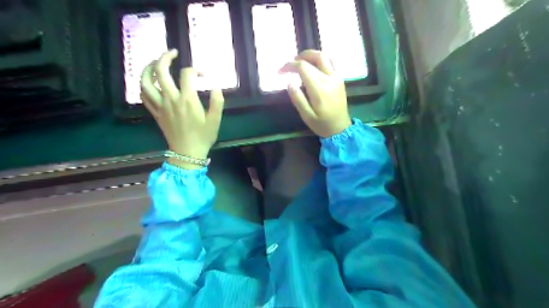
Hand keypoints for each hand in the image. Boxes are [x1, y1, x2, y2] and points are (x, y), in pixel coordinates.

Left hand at [140, 50, 223, 169]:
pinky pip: (144, 95)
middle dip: (165, 57)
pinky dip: (144, 85)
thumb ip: (217, 102)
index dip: (195, 70)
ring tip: (155, 63)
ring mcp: (160, 106)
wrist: (187, 153)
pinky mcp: (155, 113)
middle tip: (172, 53)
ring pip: (146, 82)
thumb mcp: (215, 120)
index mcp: (187, 100)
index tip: (203, 75)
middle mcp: (171, 99)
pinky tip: (150, 82)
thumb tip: (216, 86)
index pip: (187, 75)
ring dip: (148, 68)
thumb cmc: (203, 137)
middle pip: (160, 71)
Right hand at [280, 49, 351, 137]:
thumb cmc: (322, 124)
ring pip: (324, 56)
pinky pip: (331, 62)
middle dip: (298, 58)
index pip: (303, 67)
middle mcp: (329, 79)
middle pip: (314, 58)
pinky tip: (313, 66)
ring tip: (300, 61)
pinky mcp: (340, 79)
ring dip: (310, 55)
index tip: (280, 72)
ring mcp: (337, 77)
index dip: (289, 66)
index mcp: (319, 89)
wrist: (341, 128)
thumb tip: (289, 82)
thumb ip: (297, 98)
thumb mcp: (306, 116)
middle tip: (289, 64)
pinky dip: (320, 60)